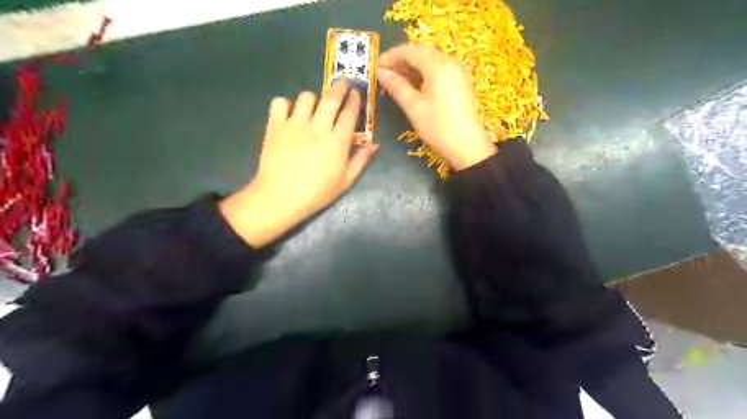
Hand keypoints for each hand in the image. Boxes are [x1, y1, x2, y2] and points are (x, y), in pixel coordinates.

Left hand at [220, 80, 376, 246]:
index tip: (357, 93)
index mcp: (337, 141)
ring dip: (313, 98)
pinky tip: (289, 114)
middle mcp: (318, 126)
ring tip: (314, 106)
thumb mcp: (345, 181)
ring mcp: (295, 123)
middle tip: (343, 84)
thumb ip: (361, 160)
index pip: (350, 112)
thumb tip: (375, 144)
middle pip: (331, 97)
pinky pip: (280, 102)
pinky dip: (286, 104)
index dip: (355, 99)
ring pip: (306, 96)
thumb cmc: (316, 193)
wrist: (280, 197)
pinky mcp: (275, 125)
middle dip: (340, 86)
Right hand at [380, 45, 493, 169]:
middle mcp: (451, 63)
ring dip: (414, 66)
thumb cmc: (438, 128)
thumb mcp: (414, 107)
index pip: (412, 51)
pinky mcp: (462, 83)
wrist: (468, 147)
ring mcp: (459, 73)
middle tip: (386, 72)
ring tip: (398, 80)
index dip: (393, 55)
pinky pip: (440, 70)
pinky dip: (425, 73)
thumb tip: (381, 72)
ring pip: (432, 61)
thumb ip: (397, 86)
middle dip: (403, 59)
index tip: (378, 65)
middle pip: (423, 53)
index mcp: (439, 66)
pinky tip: (416, 86)